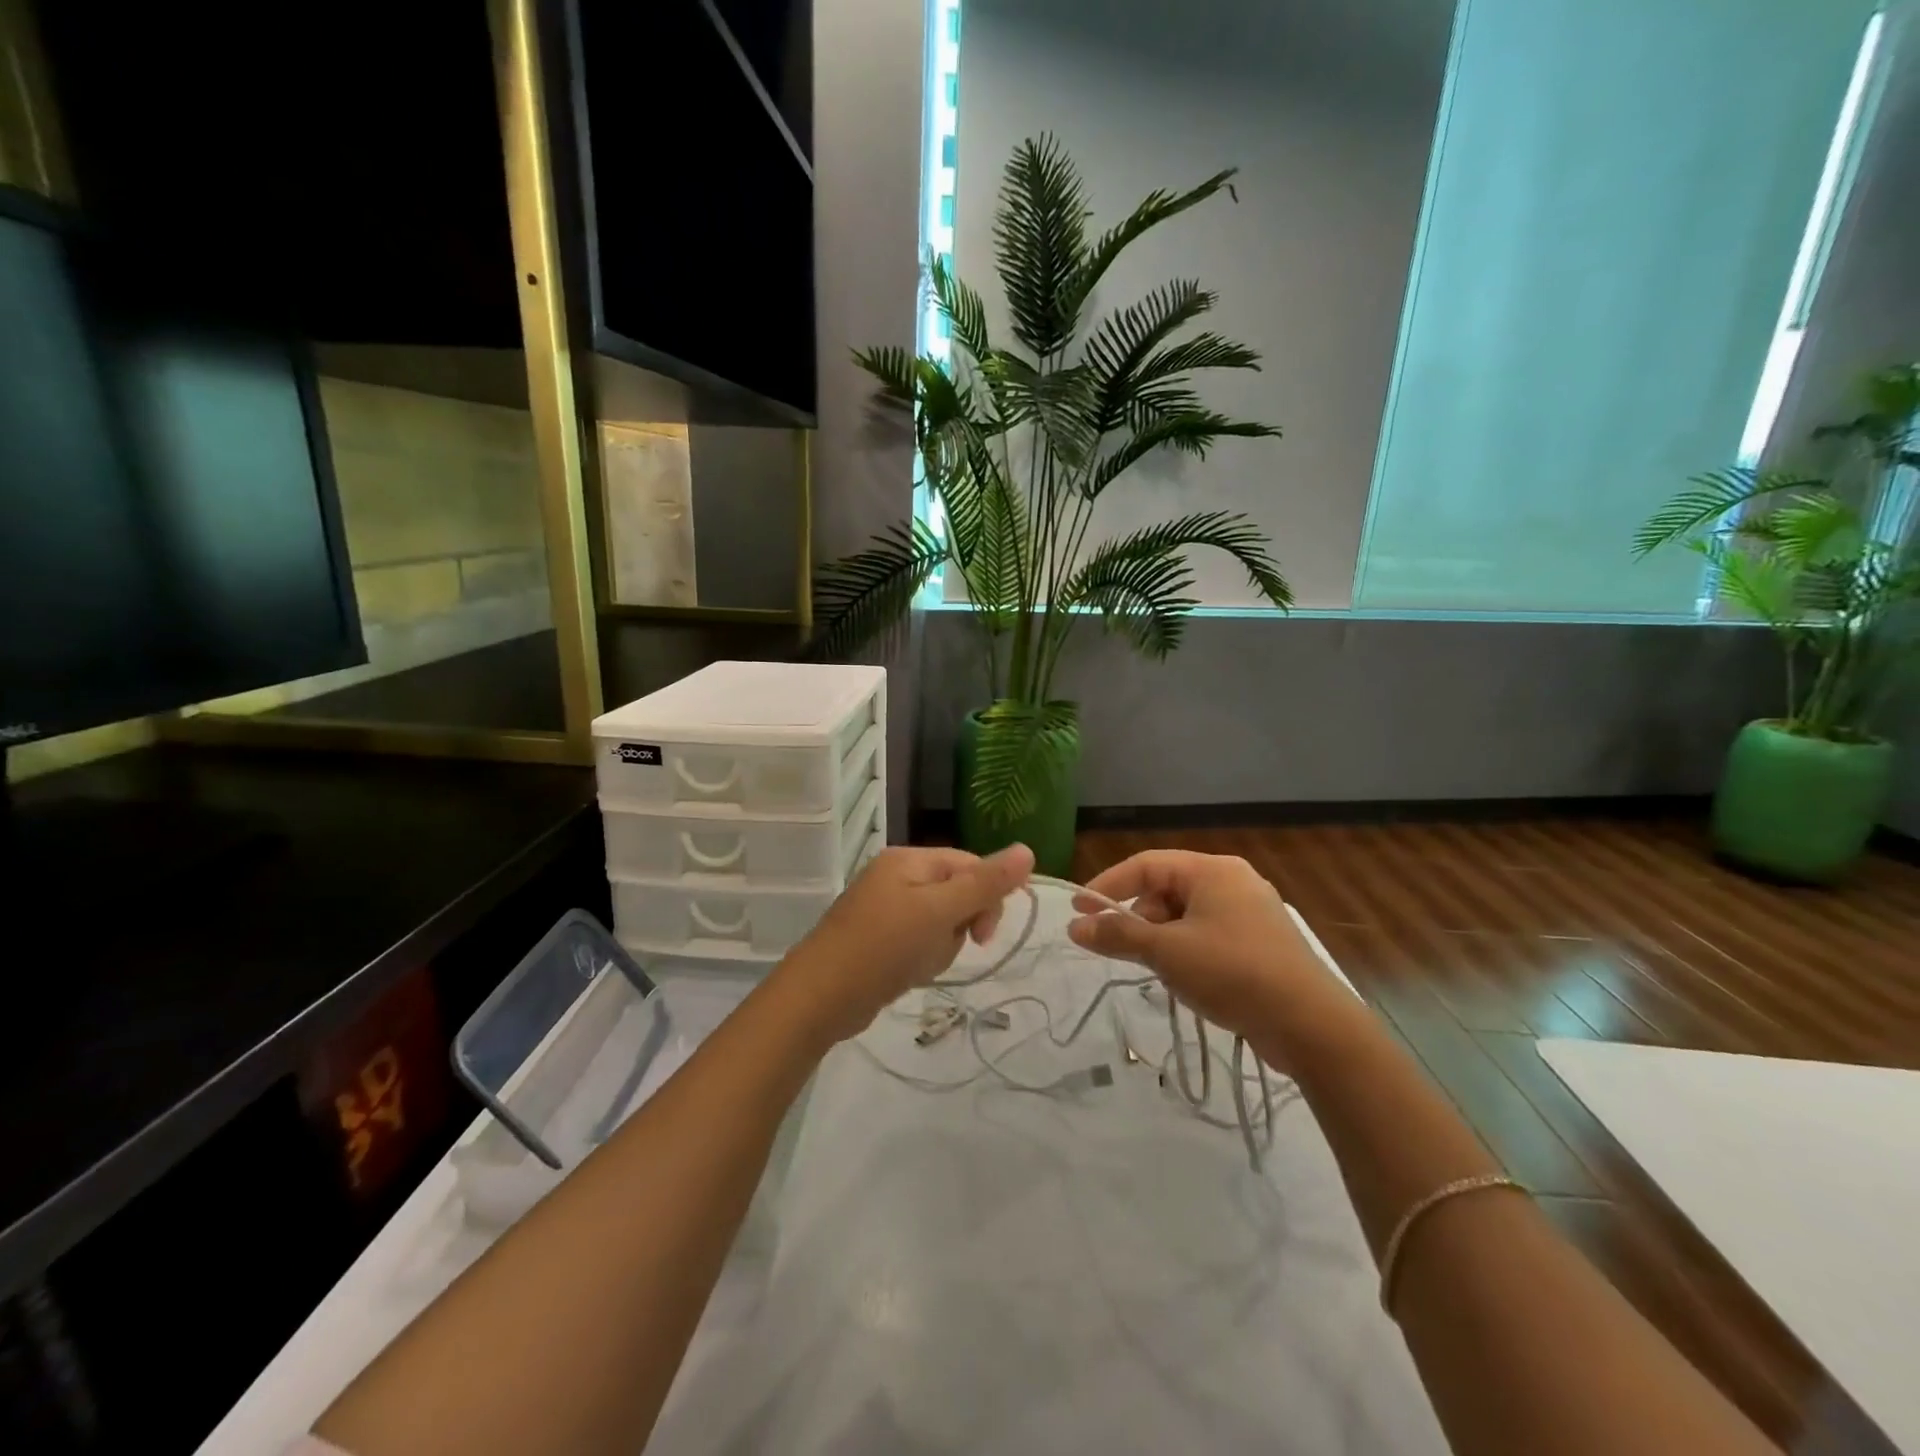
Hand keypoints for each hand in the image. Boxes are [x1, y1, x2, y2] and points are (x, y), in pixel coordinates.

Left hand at [776, 844, 1035, 1043]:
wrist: (820, 997)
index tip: (984, 935)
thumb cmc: (883, 947)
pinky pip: (919, 942)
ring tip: (918, 965)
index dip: (986, 897)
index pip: (969, 865)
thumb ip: (985, 884)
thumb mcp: (940, 912)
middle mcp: (896, 876)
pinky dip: (921, 959)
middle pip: (956, 893)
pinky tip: (907, 974)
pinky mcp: (878, 938)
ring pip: (940, 923)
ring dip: (940, 947)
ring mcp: (884, 908)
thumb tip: (1028, 850)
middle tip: (941, 948)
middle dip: (959, 926)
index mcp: (909, 860)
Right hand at [1067, 850, 1357, 1056]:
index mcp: (1212, 870)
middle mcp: (1232, 881)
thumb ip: (1118, 935)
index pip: (1145, 865)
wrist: (1311, 1024)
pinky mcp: (1261, 942)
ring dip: (1163, 939)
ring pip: (1187, 916)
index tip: (1078, 910)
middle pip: (1166, 890)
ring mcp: (1251, 912)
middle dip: (1139, 919)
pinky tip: (1190, 980)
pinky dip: (1188, 950)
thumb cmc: (1232, 972)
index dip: (1107, 885)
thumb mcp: (1166, 952)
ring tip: (1163, 972)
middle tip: (1125, 950)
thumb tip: (1074, 926)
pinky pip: (1209, 934)